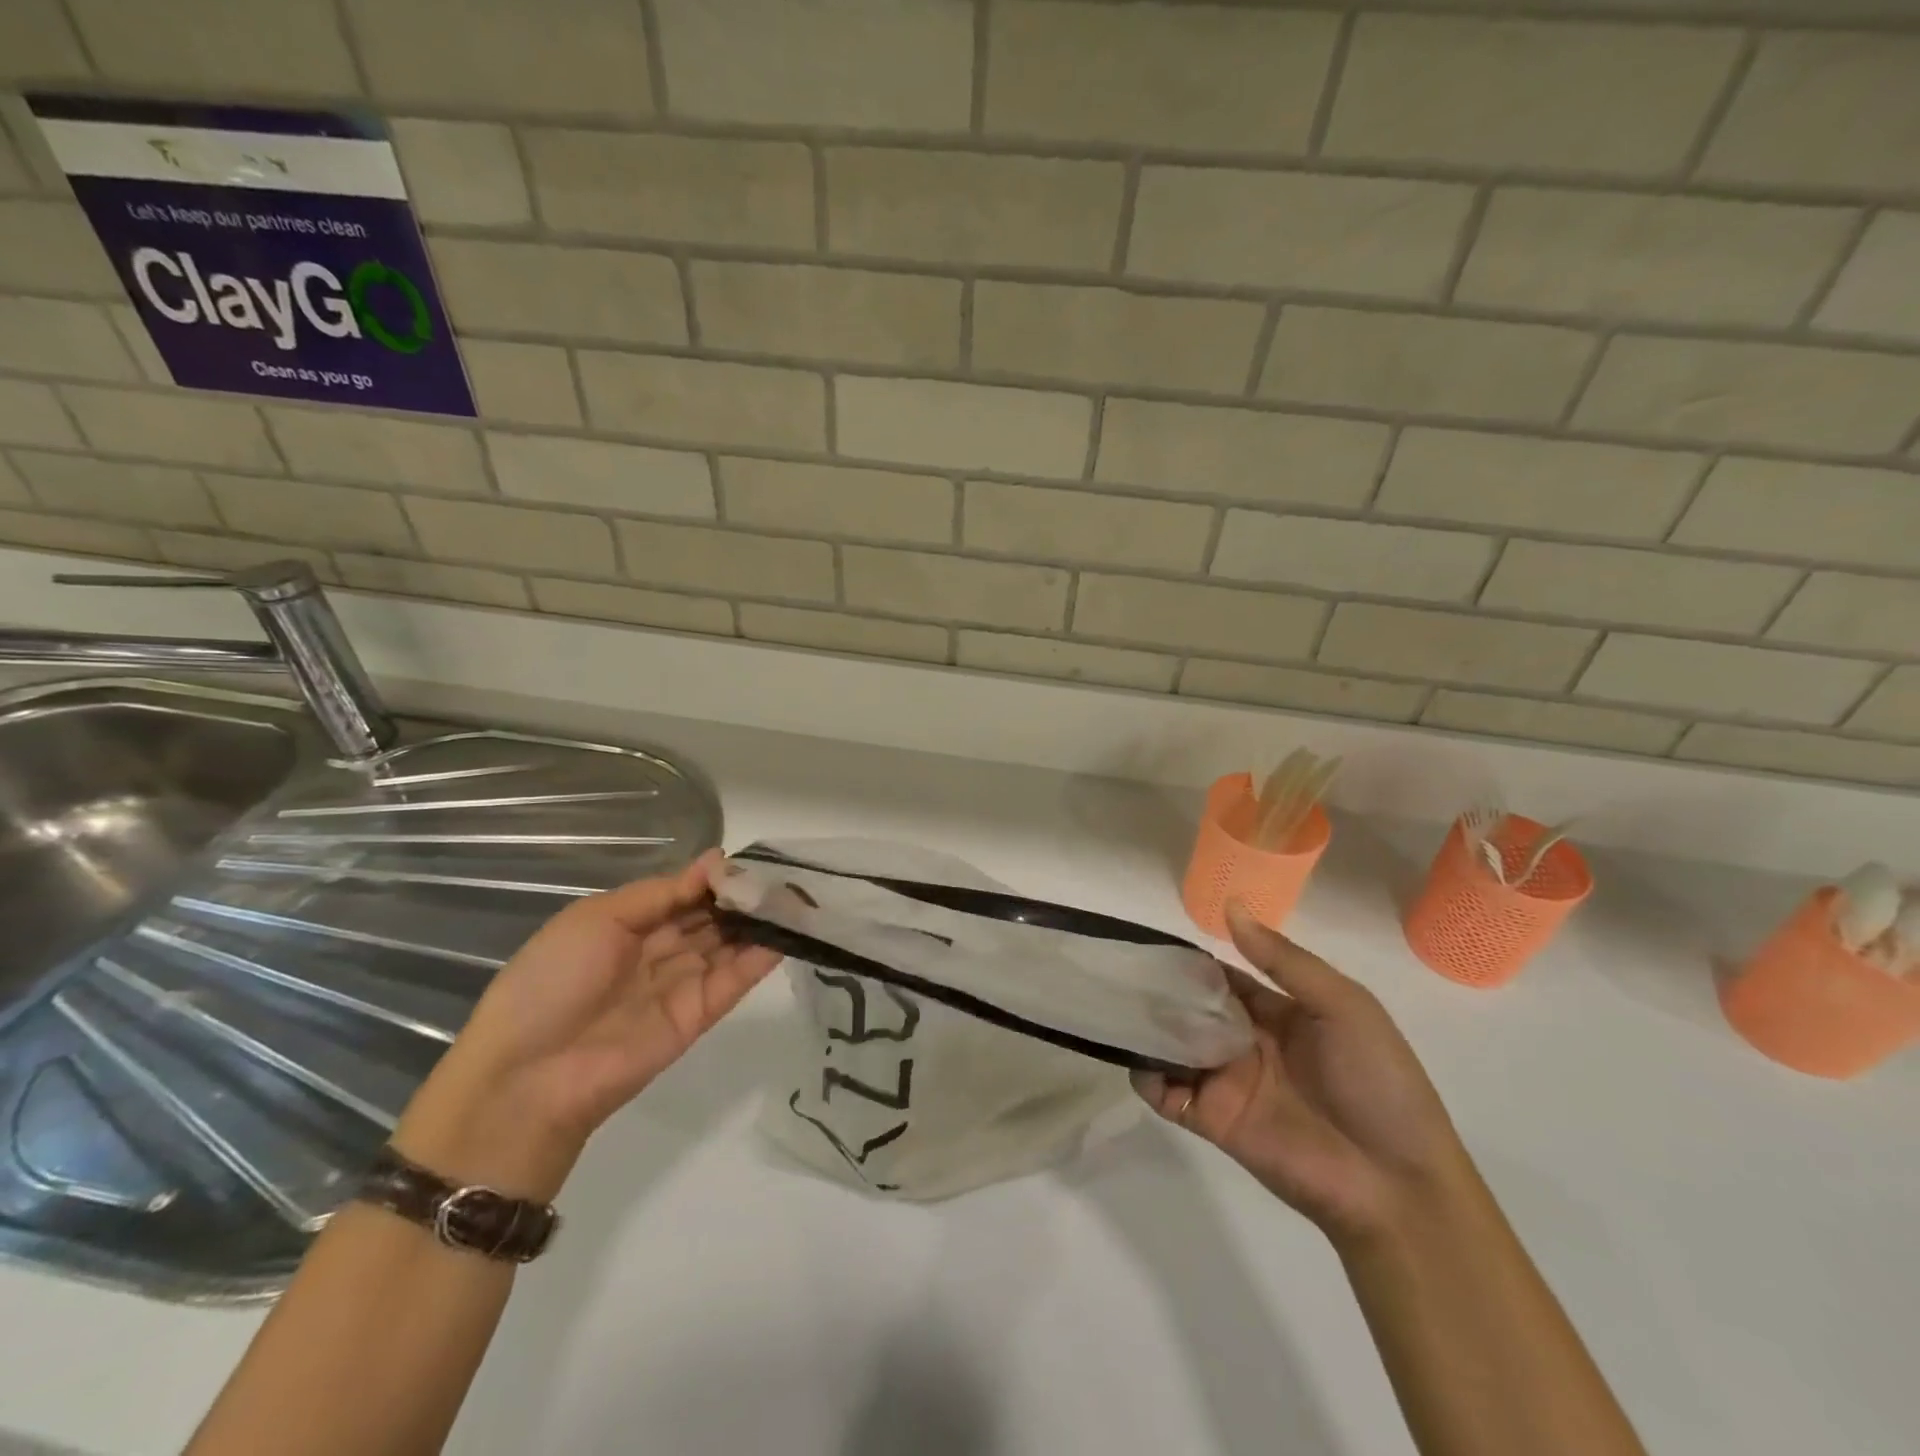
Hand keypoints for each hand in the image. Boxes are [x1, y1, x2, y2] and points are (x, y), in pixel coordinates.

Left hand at [393, 852, 780, 1200]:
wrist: (529, 1077)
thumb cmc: (552, 981)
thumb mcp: (597, 918)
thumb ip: (661, 893)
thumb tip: (716, 862)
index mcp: (627, 925)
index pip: (683, 893)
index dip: (713, 877)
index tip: (747, 860)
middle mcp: (657, 951)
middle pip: (709, 917)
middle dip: (742, 896)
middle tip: (782, 875)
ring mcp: (680, 984)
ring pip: (727, 944)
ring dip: (758, 922)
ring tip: (795, 896)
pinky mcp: (698, 1016)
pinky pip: (733, 980)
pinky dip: (760, 957)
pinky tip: (786, 932)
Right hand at [1135, 903, 1469, 1244]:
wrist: (1396, 1185)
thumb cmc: (1378, 1083)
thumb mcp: (1343, 1006)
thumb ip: (1284, 960)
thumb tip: (1231, 906)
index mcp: (1278, 1013)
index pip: (1224, 978)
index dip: (1194, 962)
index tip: (1155, 942)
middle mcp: (1246, 1043)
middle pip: (1191, 1009)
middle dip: (1162, 992)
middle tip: (1124, 973)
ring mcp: (1227, 1081)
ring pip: (1173, 1046)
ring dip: (1149, 1029)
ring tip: (1123, 1009)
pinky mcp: (1212, 1119)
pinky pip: (1166, 1094)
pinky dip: (1146, 1076)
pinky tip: (1142, 1060)